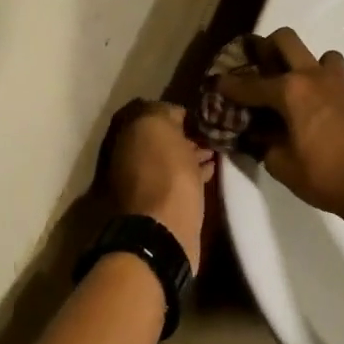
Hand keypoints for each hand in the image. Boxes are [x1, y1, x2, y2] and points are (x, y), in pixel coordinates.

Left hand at [104, 102, 214, 272]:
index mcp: (127, 139)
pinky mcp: (164, 205)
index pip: (151, 115)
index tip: (198, 114)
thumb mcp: (160, 128)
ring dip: (191, 154)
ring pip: (172, 161)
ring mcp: (146, 184)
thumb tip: (172, 114)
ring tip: (215, 149)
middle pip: (161, 140)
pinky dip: (195, 172)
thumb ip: (163, 113)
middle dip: (183, 135)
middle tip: (210, 132)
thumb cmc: (165, 174)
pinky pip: (181, 180)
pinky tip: (212, 169)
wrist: (165, 230)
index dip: (174, 112)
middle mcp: (131, 160)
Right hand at [216, 27, 343, 221]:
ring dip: (298, 63)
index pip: (249, 84)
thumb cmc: (326, 177)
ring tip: (288, 89)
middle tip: (255, 70)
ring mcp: (336, 82)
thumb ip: (265, 144)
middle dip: (265, 49)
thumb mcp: (282, 165)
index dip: (228, 85)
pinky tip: (310, 106)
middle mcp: (312, 76)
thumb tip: (258, 134)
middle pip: (284, 40)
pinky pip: (331, 72)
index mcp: (290, 91)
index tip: (215, 83)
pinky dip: (317, 80)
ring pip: (314, 53)